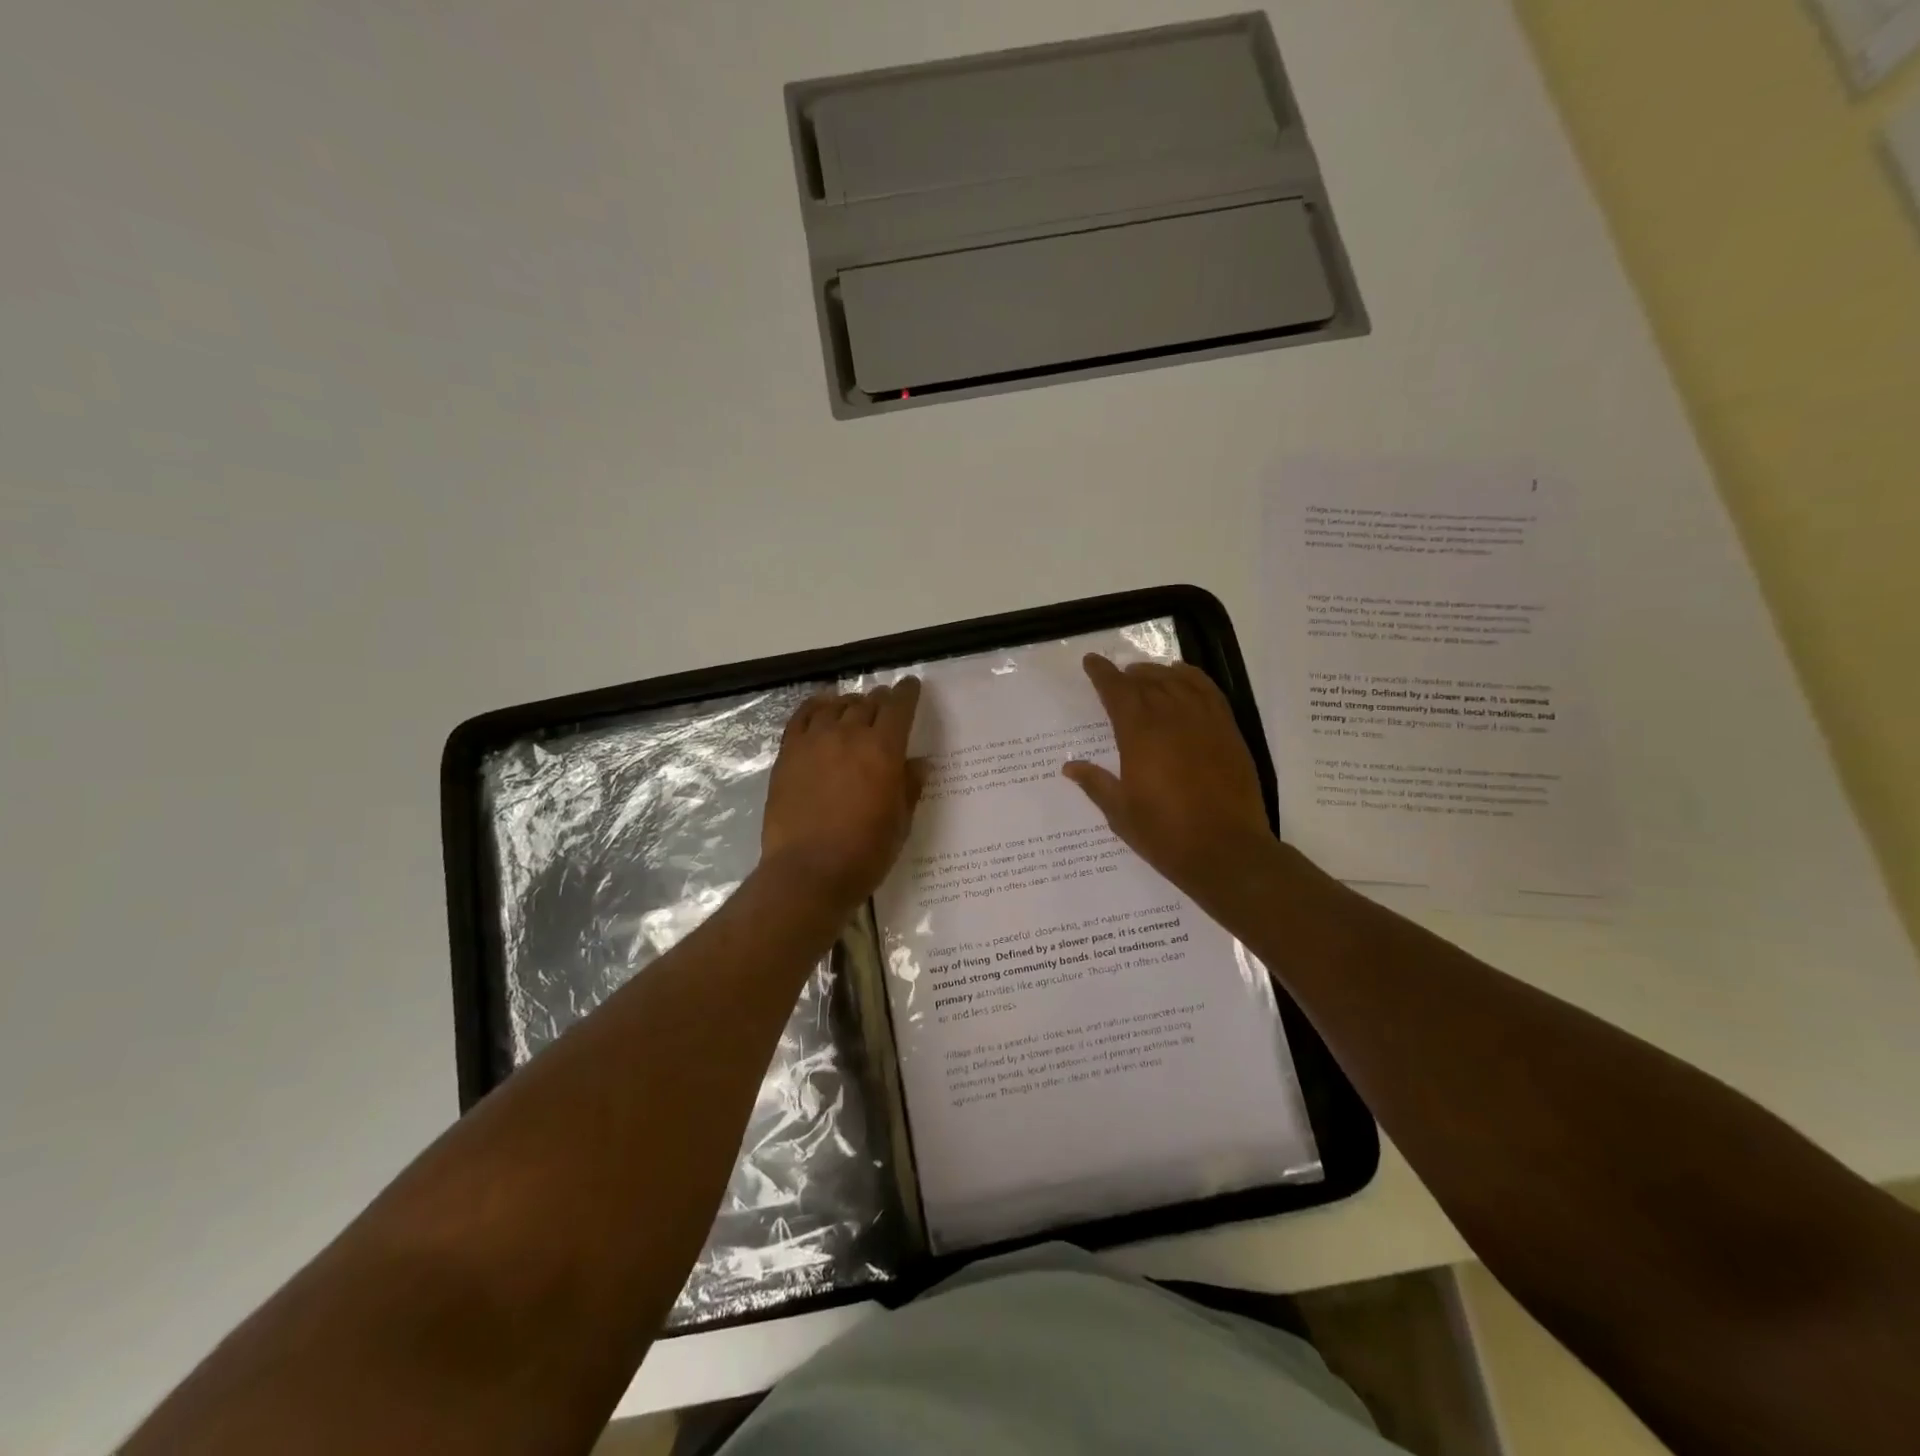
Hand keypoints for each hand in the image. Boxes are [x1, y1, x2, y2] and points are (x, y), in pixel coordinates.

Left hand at [761, 678, 924, 911]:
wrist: (808, 871)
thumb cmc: (864, 852)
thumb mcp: (900, 822)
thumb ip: (909, 787)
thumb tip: (918, 763)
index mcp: (883, 750)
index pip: (899, 708)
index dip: (907, 693)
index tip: (911, 686)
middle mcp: (849, 736)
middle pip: (868, 704)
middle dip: (880, 700)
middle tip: (885, 704)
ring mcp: (814, 742)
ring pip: (836, 706)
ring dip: (850, 703)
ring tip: (855, 708)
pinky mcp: (788, 754)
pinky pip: (802, 717)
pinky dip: (816, 707)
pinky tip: (822, 709)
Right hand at [1062, 655, 1277, 901]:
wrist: (1226, 851)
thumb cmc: (1165, 834)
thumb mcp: (1120, 813)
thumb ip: (1096, 783)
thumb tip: (1070, 766)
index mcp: (1139, 735)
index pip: (1117, 691)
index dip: (1102, 674)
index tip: (1091, 662)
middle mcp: (1172, 718)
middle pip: (1147, 682)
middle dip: (1128, 675)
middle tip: (1116, 676)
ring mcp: (1204, 721)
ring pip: (1178, 681)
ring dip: (1157, 673)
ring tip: (1146, 676)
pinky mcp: (1228, 731)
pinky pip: (1209, 691)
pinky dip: (1192, 678)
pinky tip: (1183, 679)